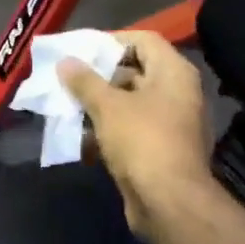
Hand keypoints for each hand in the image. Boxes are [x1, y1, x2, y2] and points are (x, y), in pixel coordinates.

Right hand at [59, 31, 211, 241]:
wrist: (169, 203)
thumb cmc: (141, 141)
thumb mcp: (107, 106)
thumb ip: (84, 81)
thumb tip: (66, 62)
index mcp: (174, 73)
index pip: (143, 40)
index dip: (111, 41)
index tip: (81, 50)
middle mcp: (178, 93)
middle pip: (136, 71)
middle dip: (100, 75)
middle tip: (69, 78)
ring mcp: (172, 123)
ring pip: (130, 103)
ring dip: (100, 104)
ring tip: (68, 105)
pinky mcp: (162, 149)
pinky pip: (132, 129)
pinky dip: (108, 129)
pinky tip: (80, 135)